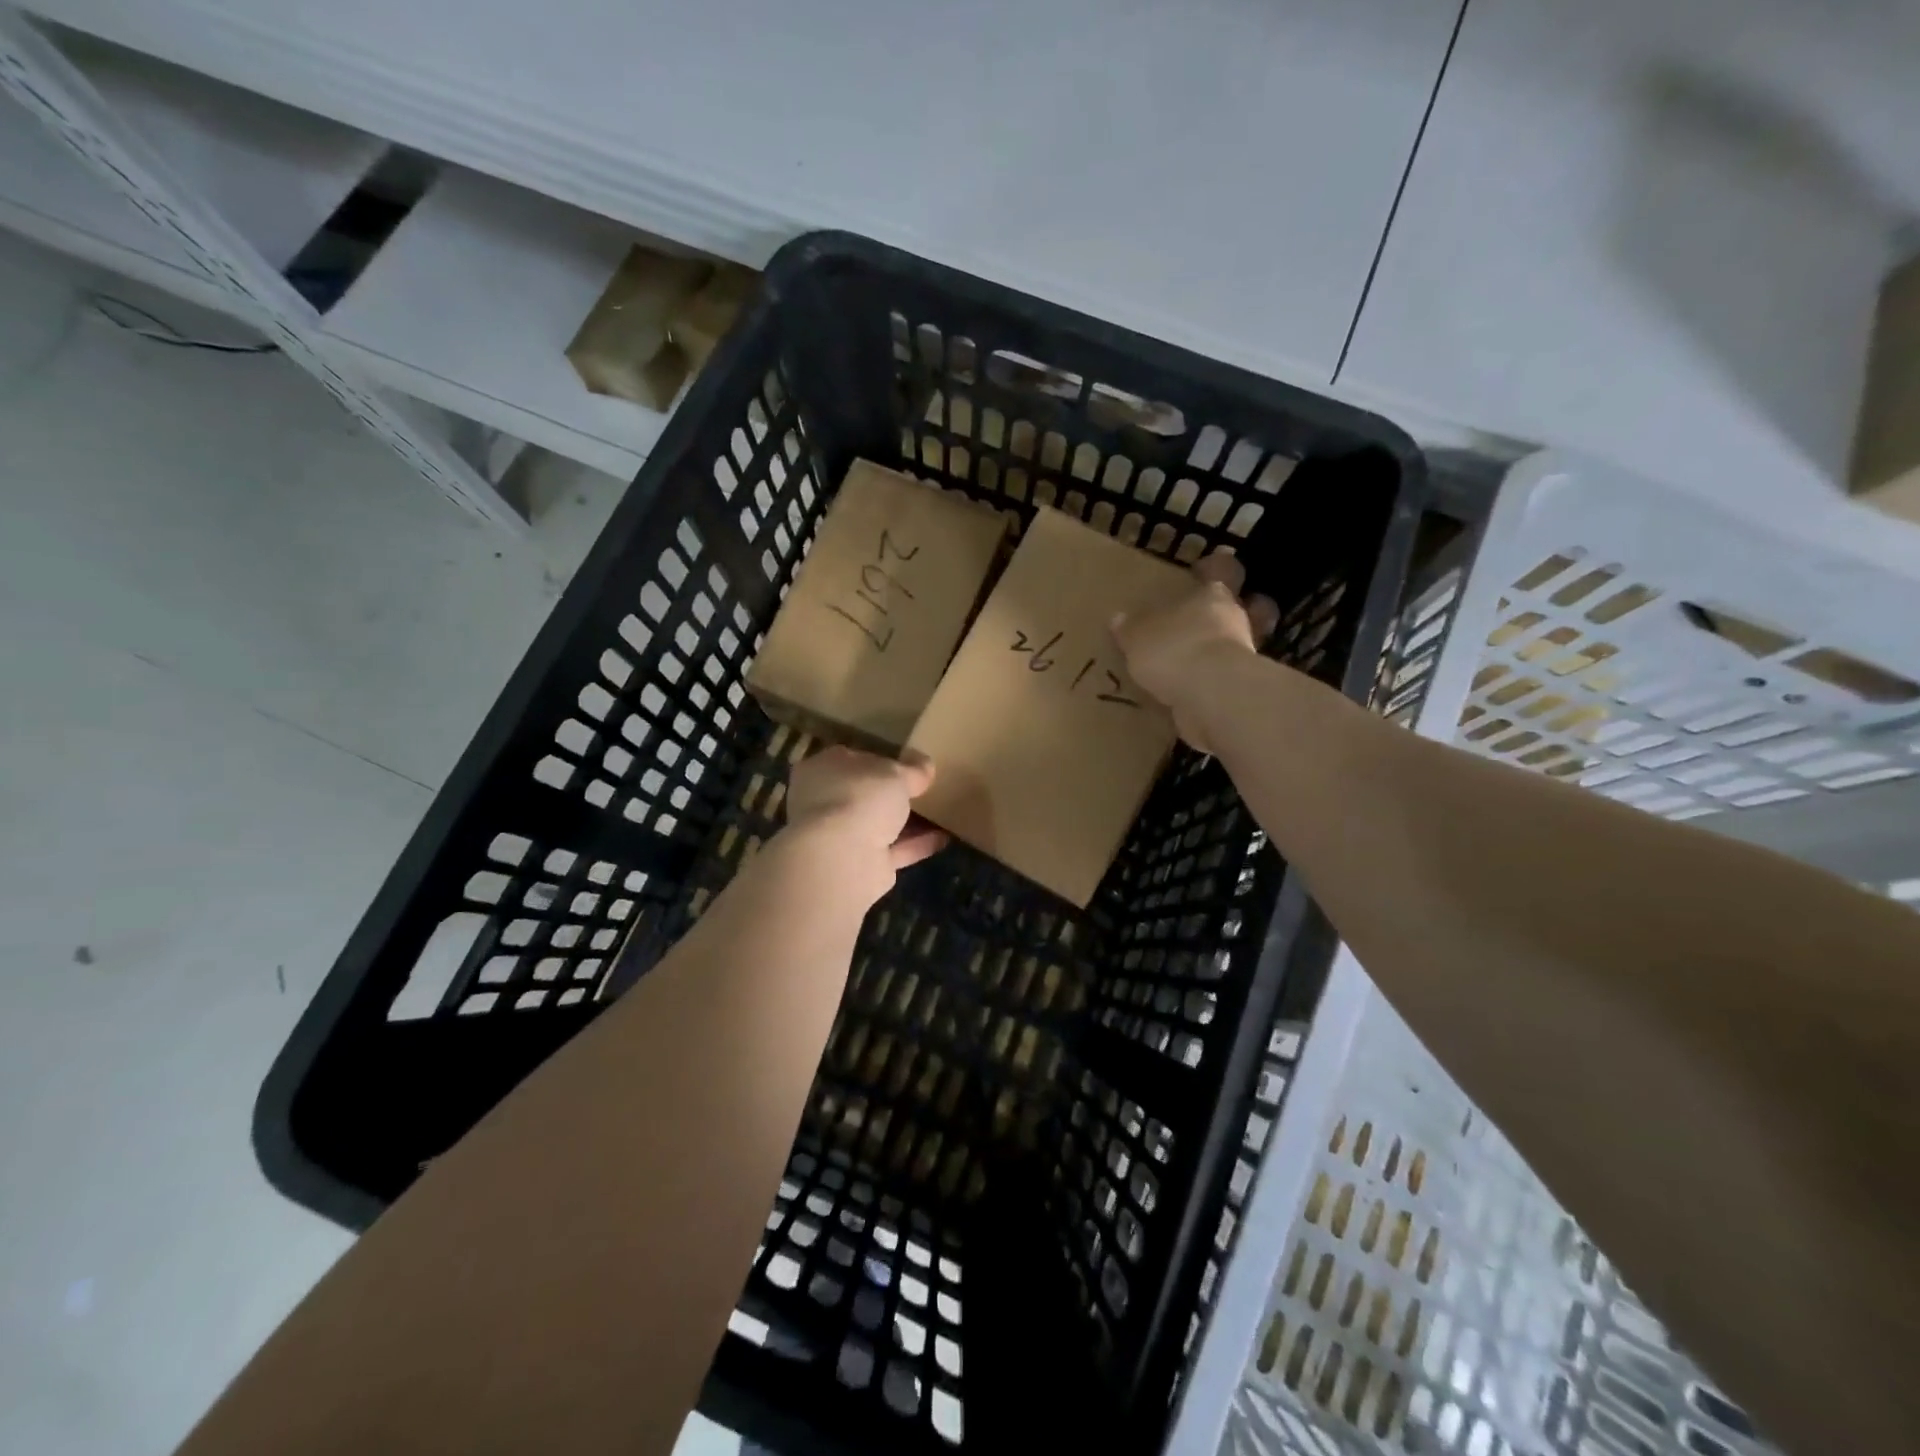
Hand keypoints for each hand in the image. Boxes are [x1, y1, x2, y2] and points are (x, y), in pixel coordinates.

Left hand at [782, 746, 947, 887]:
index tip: (908, 763)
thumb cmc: (859, 798)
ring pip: (877, 825)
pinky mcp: (858, 866)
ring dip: (905, 822)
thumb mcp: (894, 774)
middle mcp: (823, 803)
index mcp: (820, 770)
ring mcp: (838, 837)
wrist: (840, 858)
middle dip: (890, 794)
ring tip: (939, 813)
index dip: (880, 760)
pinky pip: (892, 850)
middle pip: (863, 795)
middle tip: (923, 789)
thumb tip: (925, 764)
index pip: (851, 760)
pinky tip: (943, 837)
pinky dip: (915, 845)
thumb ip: (912, 769)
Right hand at [1110, 553, 1276, 752]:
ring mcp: (1244, 656)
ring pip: (1235, 644)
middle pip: (1240, 607)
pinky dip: (1213, 682)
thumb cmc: (1175, 650)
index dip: (1216, 567)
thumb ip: (1130, 629)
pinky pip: (1225, 679)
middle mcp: (1235, 620)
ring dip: (1219, 650)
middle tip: (1201, 619)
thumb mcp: (1138, 636)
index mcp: (1213, 596)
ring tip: (1193, 660)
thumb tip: (1118, 619)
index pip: (1223, 570)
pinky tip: (1191, 690)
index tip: (1205, 568)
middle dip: (1224, 612)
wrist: (1212, 697)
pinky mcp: (1241, 690)